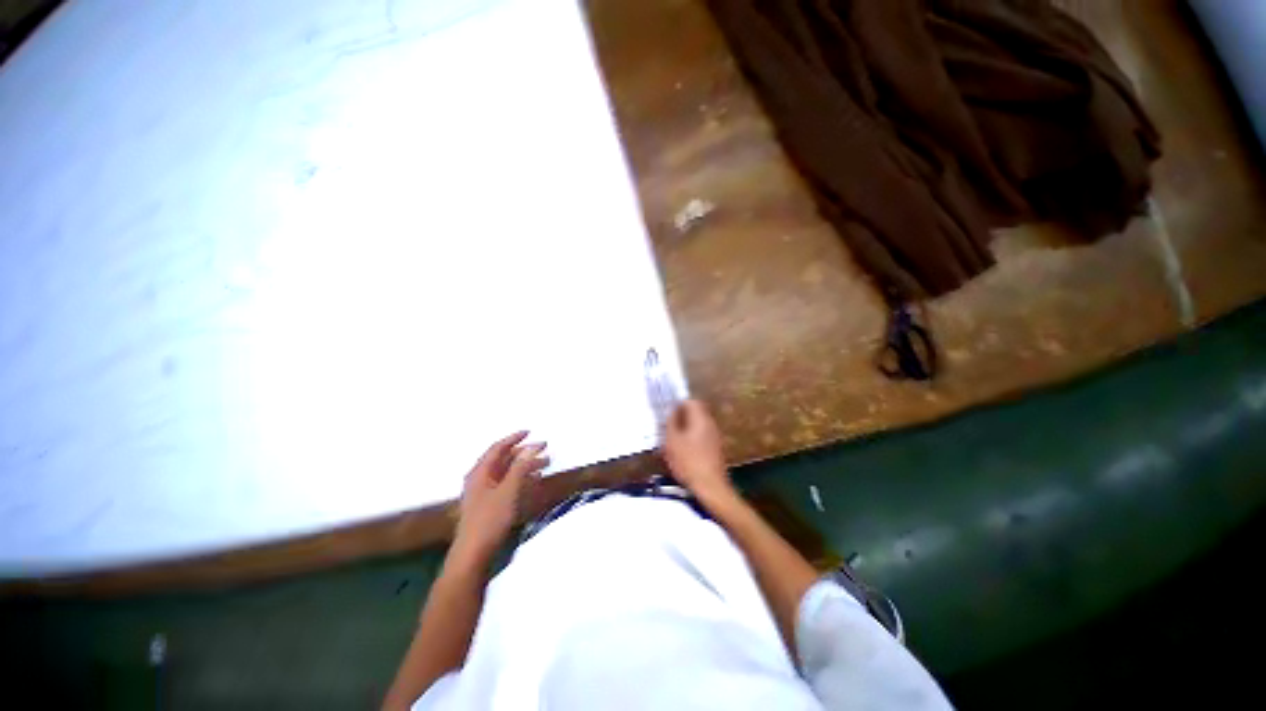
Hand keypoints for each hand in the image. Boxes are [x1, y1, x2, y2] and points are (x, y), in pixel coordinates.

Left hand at [452, 431, 548, 562]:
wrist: (473, 554)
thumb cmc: (489, 519)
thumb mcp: (508, 490)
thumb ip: (520, 467)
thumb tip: (532, 446)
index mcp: (480, 472)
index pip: (498, 448)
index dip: (514, 438)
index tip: (530, 432)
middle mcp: (481, 478)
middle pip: (504, 459)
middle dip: (524, 453)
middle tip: (544, 449)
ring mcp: (484, 492)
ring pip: (507, 472)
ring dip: (525, 466)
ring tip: (545, 464)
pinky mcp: (489, 505)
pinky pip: (508, 485)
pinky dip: (521, 479)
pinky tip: (534, 481)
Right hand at [663, 400, 732, 501]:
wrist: (710, 487)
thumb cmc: (689, 462)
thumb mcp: (672, 441)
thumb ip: (671, 423)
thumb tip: (671, 410)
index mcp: (701, 419)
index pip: (691, 401)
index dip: (678, 403)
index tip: (667, 411)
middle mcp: (710, 424)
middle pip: (695, 413)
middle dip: (680, 417)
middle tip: (667, 426)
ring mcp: (714, 438)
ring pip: (697, 426)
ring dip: (684, 430)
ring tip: (671, 440)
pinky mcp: (715, 450)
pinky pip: (700, 438)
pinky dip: (690, 440)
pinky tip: (681, 452)